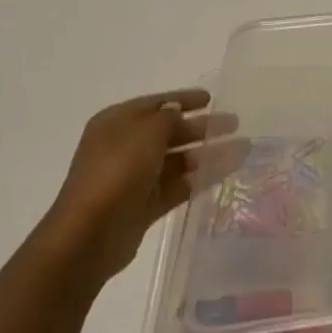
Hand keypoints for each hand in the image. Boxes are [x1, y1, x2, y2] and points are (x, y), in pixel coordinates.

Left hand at [37, 88, 241, 289]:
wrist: (89, 234)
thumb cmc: (117, 170)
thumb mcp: (147, 131)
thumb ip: (168, 117)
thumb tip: (177, 113)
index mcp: (117, 122)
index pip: (157, 103)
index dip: (184, 99)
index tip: (212, 98)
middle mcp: (125, 146)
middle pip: (169, 131)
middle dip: (201, 127)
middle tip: (234, 123)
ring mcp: (134, 177)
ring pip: (177, 159)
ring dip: (207, 153)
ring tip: (242, 149)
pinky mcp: (144, 205)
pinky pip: (178, 185)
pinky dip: (200, 178)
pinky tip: (225, 172)